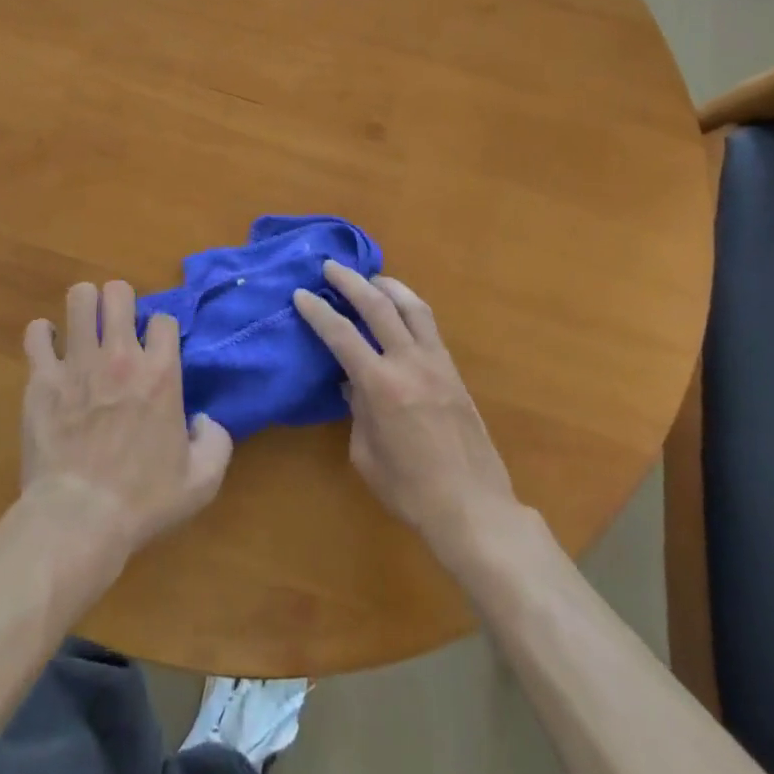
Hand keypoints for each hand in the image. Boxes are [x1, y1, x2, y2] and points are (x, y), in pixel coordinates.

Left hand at [21, 280, 233, 564]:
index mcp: (160, 373)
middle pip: (118, 293)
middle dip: (120, 302)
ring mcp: (77, 363)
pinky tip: (49, 349)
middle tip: (117, 326)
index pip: (164, 319)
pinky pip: (37, 333)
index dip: (161, 330)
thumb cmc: (142, 501)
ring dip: (84, 307)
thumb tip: (204, 420)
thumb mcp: (202, 481)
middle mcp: (119, 356)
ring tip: (84, 326)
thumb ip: (216, 442)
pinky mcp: (41, 378)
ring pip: (79, 298)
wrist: (78, 519)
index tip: (155, 348)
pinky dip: (43, 335)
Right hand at [294, 262, 519, 559]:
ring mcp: (437, 363)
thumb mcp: (365, 454)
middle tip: (331, 266)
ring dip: (388, 286)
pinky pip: (430, 326)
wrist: (473, 507)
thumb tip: (351, 383)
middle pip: (378, 306)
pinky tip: (401, 309)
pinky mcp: (454, 371)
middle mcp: (409, 362)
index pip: (341, 335)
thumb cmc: (409, 490)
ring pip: (412, 307)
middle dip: (351, 282)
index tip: (300, 293)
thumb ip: (356, 411)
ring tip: (371, 277)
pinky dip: (410, 307)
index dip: (317, 311)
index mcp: (380, 385)